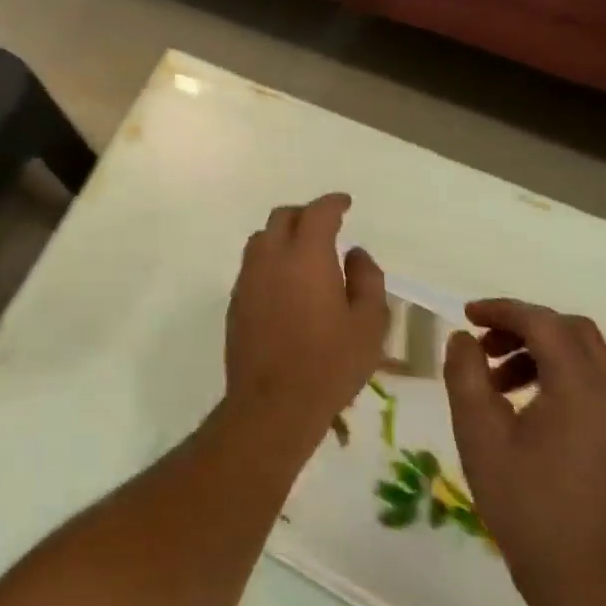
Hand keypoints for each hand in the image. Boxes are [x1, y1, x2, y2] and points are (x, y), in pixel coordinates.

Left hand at [224, 195, 387, 450]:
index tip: (345, 203)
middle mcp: (271, 257)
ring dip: (283, 235)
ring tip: (304, 252)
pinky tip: (285, 282)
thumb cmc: (331, 364)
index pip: (318, 213)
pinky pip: (253, 264)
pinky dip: (270, 260)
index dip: (333, 203)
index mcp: (306, 255)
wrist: (273, 403)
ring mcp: (248, 277)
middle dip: (305, 214)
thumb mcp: (369, 324)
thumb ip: (367, 280)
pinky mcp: (236, 299)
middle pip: (283, 217)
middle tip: (326, 226)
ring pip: (262, 238)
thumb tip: (355, 254)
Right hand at [444, 299, 605, 605]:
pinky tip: (527, 411)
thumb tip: (463, 338)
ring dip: (541, 354)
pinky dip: (560, 380)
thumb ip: (466, 374)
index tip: (466, 315)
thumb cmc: (522, 503)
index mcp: (580, 391)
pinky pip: (595, 390)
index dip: (503, 310)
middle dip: (526, 326)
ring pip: (587, 360)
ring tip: (498, 383)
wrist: (582, 583)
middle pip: (575, 332)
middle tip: (484, 344)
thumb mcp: (478, 433)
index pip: (545, 323)